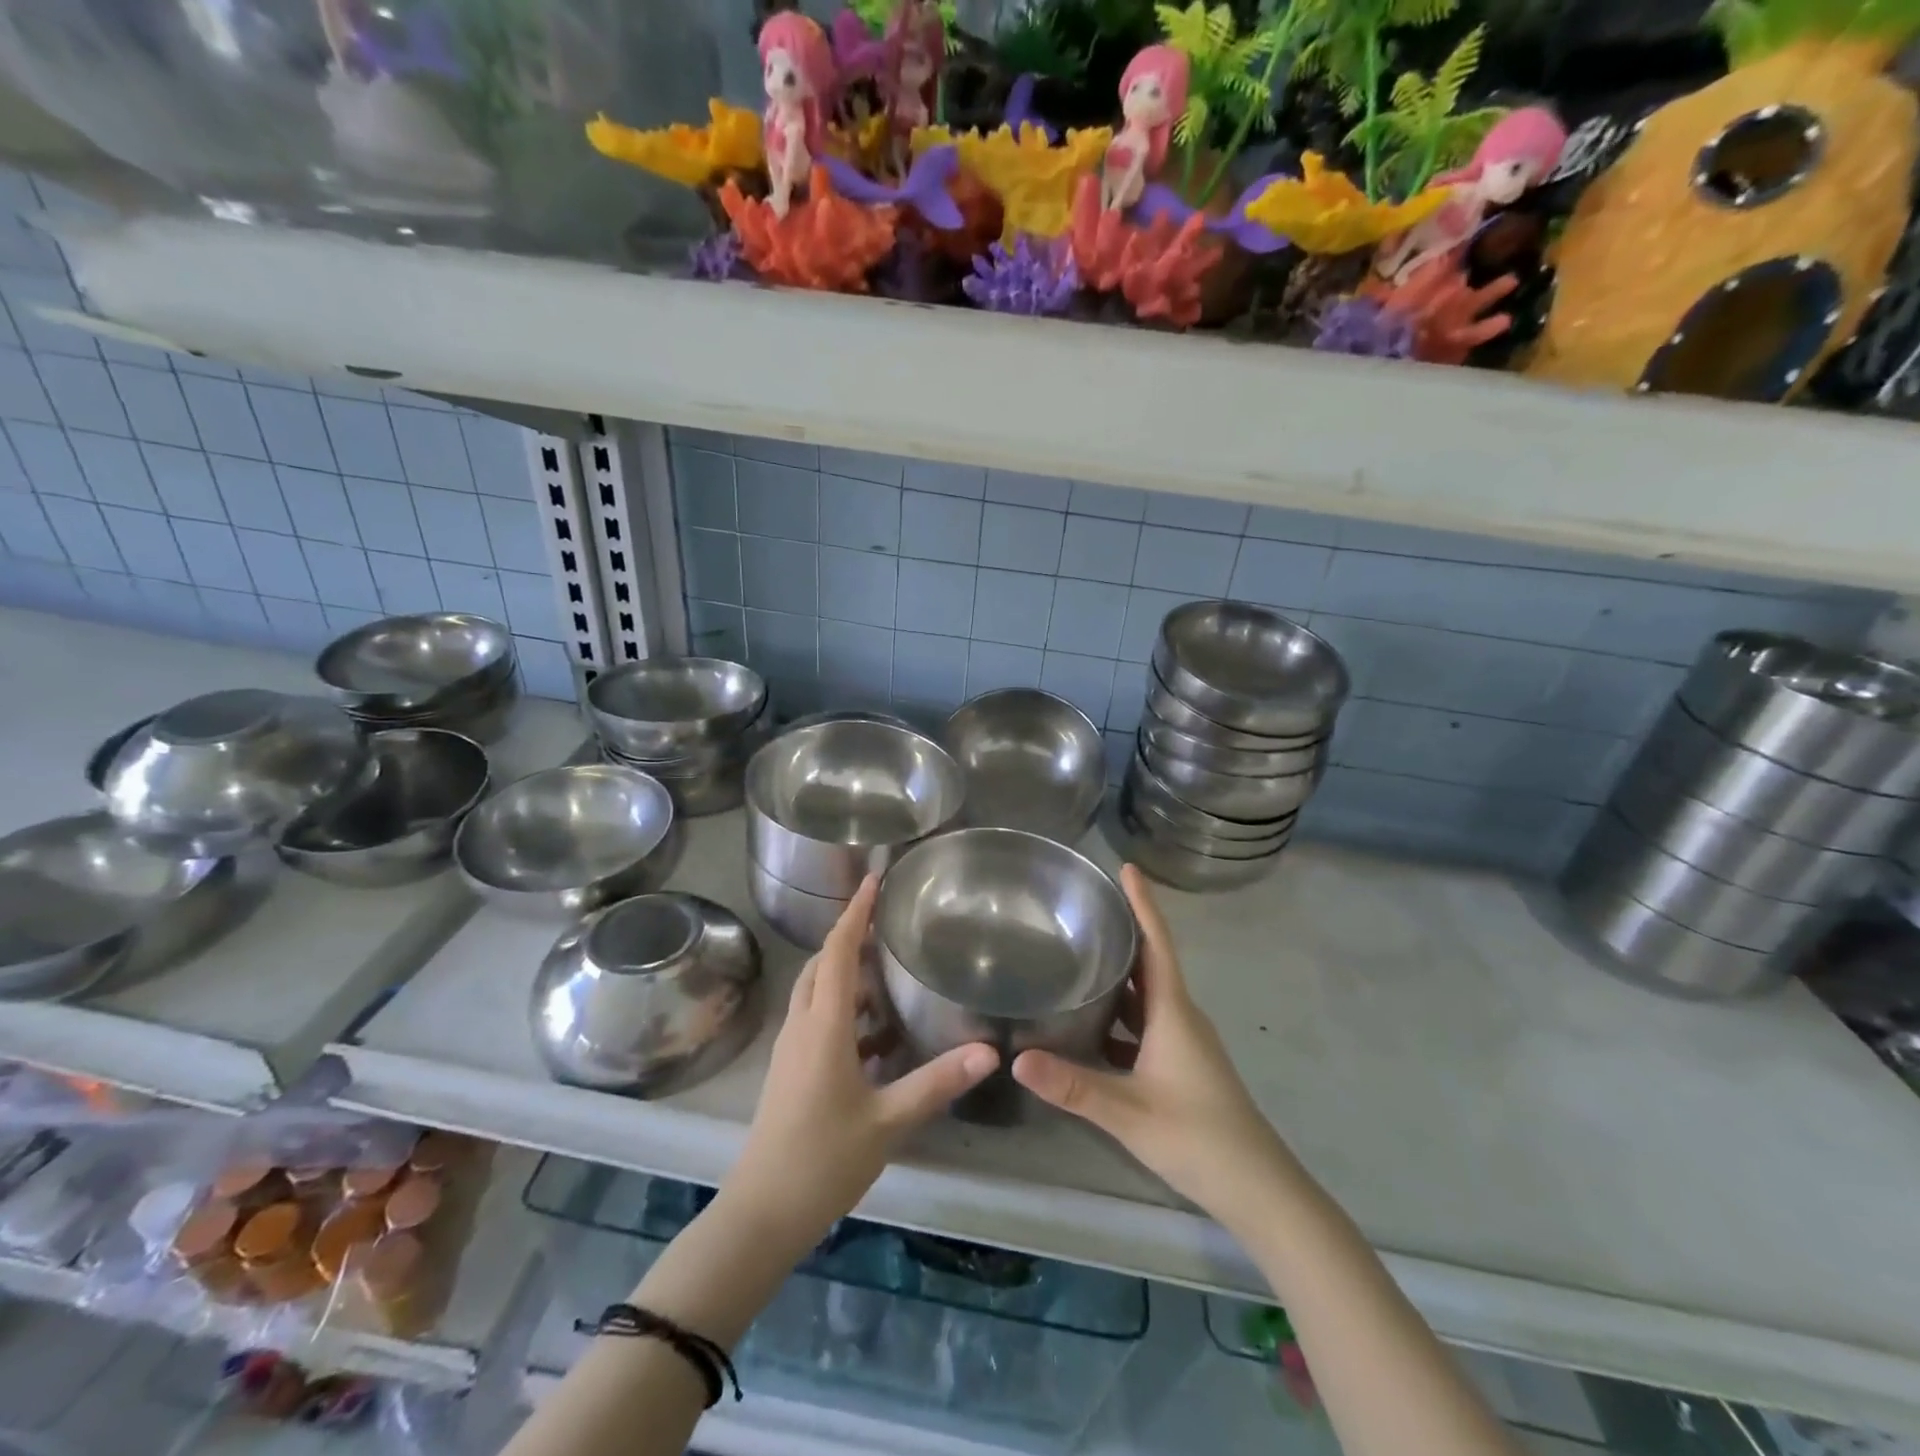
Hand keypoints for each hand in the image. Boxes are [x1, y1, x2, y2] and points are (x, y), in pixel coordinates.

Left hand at [725, 876, 997, 1253]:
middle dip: (850, 937)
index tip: (873, 879)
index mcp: (823, 1026)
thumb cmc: (823, 1160)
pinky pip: (817, 1020)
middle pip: (821, 965)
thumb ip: (938, 1082)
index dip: (855, 913)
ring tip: (887, 971)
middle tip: (887, 923)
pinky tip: (877, 1034)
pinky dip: (844, 1010)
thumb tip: (989, 1051)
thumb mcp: (888, 1120)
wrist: (762, 1213)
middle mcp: (802, 1026)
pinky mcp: (790, 1071)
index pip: (836, 952)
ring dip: (845, 975)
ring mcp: (791, 1050)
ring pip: (817, 993)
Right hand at [1013, 865, 1292, 1221]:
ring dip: (1118, 974)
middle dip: (1122, 932)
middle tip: (1083, 908)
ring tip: (1078, 955)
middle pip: (1149, 962)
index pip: (1157, 943)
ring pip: (1145, 995)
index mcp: (1173, 1012)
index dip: (1143, 904)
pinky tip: (1089, 1024)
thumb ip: (1073, 1086)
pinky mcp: (1179, 1064)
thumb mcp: (1129, 1113)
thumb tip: (1016, 1059)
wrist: (1258, 1189)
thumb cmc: (1198, 1137)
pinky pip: (1144, 1024)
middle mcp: (1180, 1016)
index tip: (1126, 867)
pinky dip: (1119, 1014)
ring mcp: (1182, 1041)